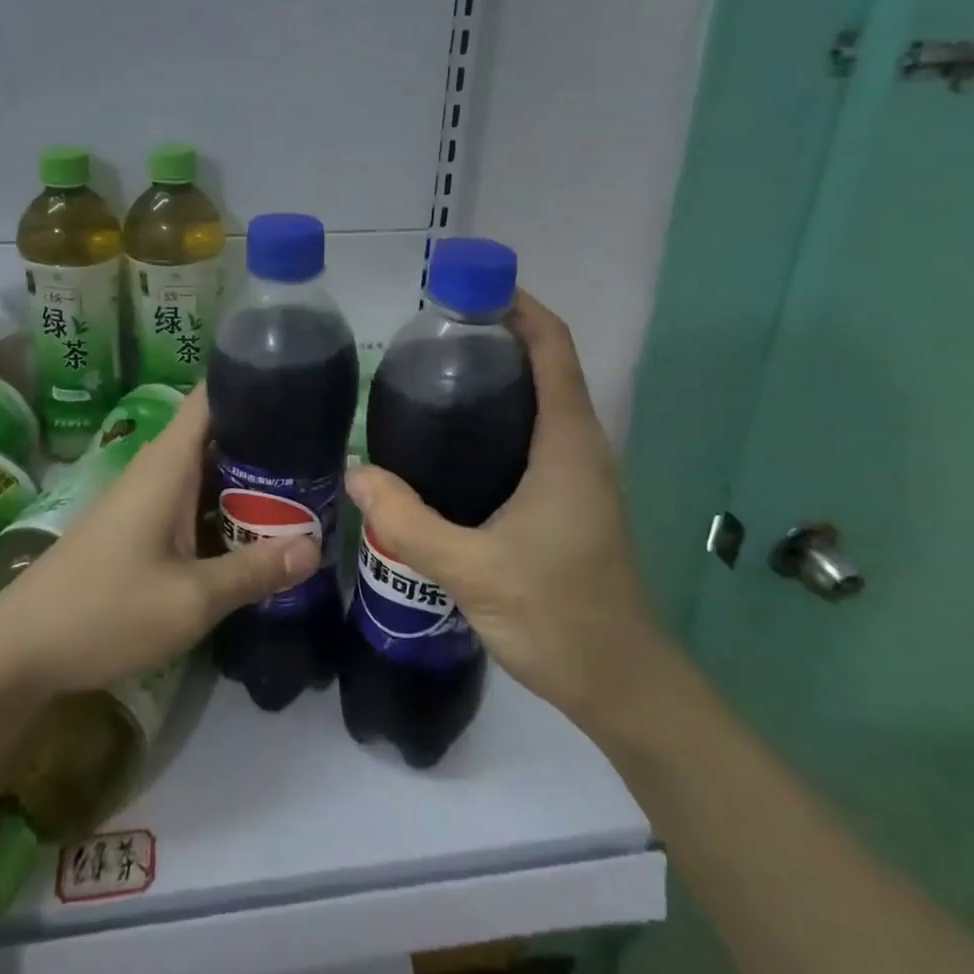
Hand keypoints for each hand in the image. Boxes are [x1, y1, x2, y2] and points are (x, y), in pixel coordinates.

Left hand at [0, 386, 318, 695]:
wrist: (19, 651)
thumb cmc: (104, 611)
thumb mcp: (190, 599)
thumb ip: (253, 571)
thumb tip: (316, 547)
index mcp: (166, 465)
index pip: (209, 397)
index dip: (250, 381)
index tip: (300, 385)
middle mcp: (155, 470)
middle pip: (215, 433)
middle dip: (265, 437)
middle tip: (320, 449)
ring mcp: (143, 499)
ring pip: (205, 471)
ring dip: (246, 477)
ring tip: (302, 483)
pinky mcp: (138, 527)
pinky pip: (190, 500)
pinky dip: (223, 505)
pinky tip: (254, 528)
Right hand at [344, 291, 671, 737]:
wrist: (620, 683)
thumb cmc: (557, 615)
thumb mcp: (472, 569)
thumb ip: (408, 520)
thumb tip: (353, 470)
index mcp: (568, 443)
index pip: (553, 348)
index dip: (518, 307)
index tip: (467, 290)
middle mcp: (580, 446)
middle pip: (546, 364)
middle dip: (497, 335)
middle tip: (430, 335)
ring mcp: (579, 472)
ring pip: (542, 399)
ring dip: (499, 374)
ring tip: (432, 374)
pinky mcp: (570, 497)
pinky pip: (536, 432)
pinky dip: (501, 413)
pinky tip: (452, 438)